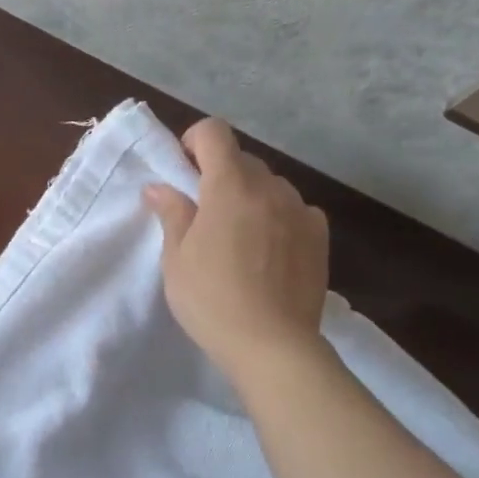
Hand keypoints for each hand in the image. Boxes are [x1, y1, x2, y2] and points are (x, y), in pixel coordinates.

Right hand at [144, 118, 330, 384]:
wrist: (272, 345)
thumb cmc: (211, 300)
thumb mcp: (176, 258)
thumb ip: (171, 213)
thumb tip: (159, 186)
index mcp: (229, 187)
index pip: (214, 132)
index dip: (194, 141)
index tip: (184, 171)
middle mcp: (269, 188)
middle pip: (242, 159)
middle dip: (220, 174)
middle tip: (204, 214)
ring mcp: (300, 210)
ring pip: (270, 185)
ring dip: (251, 196)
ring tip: (240, 237)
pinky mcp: (320, 235)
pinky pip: (295, 209)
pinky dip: (278, 217)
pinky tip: (270, 250)